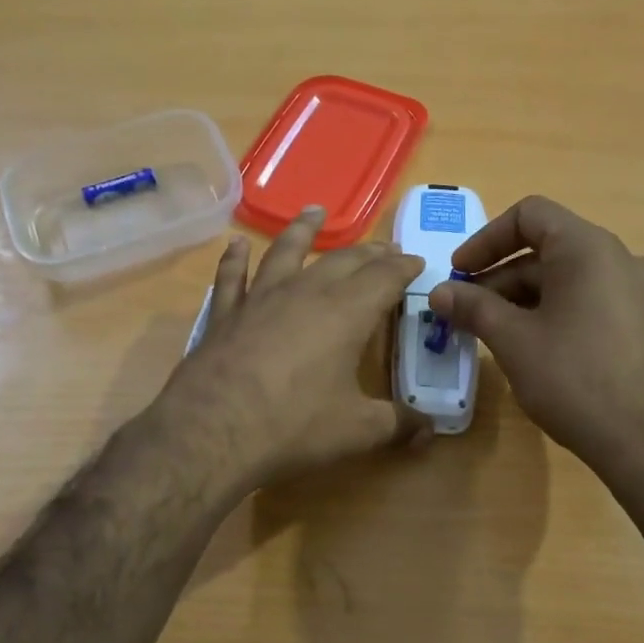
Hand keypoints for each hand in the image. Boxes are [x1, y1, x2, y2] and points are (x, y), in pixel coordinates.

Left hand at [158, 206, 430, 494]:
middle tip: (384, 248)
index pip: (385, 277)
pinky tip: (235, 245)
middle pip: (343, 260)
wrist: (212, 431)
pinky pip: (232, 276)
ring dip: (303, 230)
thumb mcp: (357, 431)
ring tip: (315, 211)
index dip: (404, 267)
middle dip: (369, 252)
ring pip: (286, 251)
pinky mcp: (225, 313)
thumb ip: (398, 425)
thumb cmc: (294, 426)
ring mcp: (261, 298)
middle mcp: (305, 292)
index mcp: (346, 312)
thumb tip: (430, 429)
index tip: (418, 261)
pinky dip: (235, 259)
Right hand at [428, 196, 643, 476]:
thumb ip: (474, 307)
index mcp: (588, 248)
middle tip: (464, 312)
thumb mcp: (514, 341)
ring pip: (566, 278)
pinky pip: (588, 301)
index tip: (459, 273)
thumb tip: (439, 292)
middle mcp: (619, 259)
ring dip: (522, 298)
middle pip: (546, 249)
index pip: (529, 215)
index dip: (485, 239)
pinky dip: (552, 312)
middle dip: (498, 277)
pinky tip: (532, 349)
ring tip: (491, 334)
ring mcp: (638, 292)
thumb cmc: (576, 380)